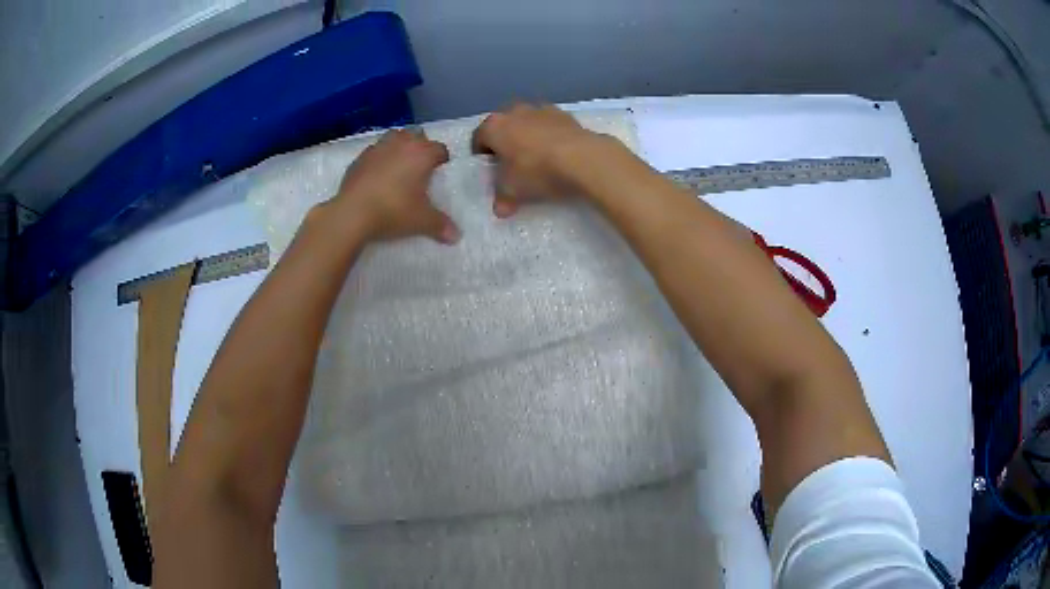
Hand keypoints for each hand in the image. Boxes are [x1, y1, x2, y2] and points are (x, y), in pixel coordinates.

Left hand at [329, 129, 459, 244]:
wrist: (352, 213)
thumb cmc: (393, 210)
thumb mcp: (422, 221)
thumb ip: (441, 225)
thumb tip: (456, 236)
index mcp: (422, 153)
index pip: (440, 149)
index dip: (442, 160)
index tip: (440, 172)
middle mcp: (402, 143)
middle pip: (417, 135)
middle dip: (421, 146)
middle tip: (420, 167)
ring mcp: (378, 148)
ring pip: (394, 136)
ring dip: (399, 146)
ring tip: (399, 165)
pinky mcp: (359, 158)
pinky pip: (374, 151)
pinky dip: (379, 158)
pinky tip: (377, 175)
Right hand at [471, 104, 610, 217]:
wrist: (582, 158)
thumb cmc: (537, 171)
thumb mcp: (513, 191)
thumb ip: (502, 198)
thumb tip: (500, 209)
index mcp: (494, 126)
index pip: (478, 138)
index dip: (480, 155)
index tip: (488, 169)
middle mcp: (514, 111)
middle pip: (503, 126)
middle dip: (504, 142)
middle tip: (510, 163)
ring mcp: (540, 109)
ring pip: (526, 122)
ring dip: (527, 136)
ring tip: (535, 157)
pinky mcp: (564, 114)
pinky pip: (549, 125)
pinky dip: (548, 136)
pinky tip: (556, 153)